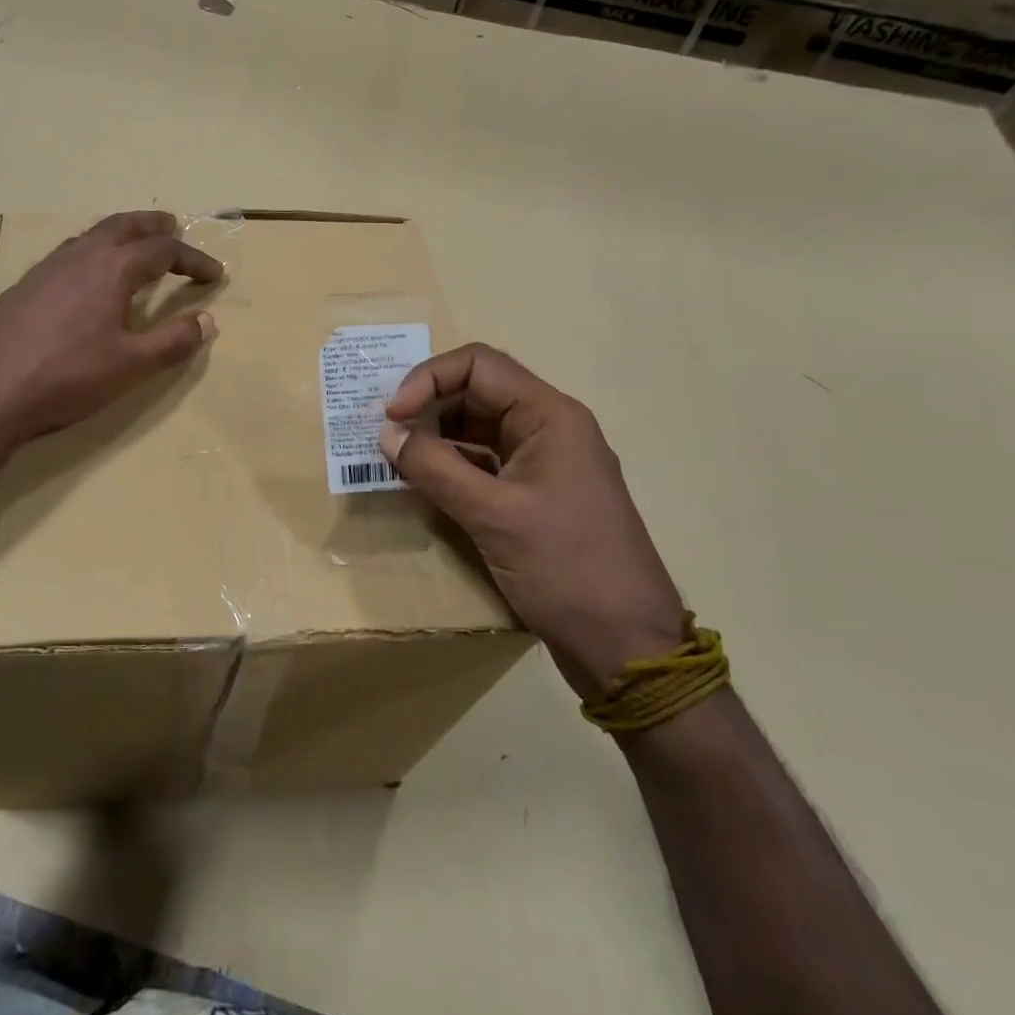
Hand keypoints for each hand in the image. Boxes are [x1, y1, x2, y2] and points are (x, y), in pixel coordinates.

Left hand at [0, 211, 221, 447]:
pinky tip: (84, 277)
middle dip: (153, 225)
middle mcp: (79, 256)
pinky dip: (89, 252)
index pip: (163, 251)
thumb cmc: (70, 378)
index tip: (214, 274)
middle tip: (173, 226)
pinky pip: (65, 254)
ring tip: (133, 246)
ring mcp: (46, 269)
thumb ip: (174, 341)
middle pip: (123, 226)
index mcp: (111, 269)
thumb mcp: (133, 365)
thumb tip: (208, 321)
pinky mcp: (23, 287)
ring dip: (118, 234)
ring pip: (90, 236)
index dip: (193, 260)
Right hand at [380, 344, 684, 700]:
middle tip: (385, 433)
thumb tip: (386, 433)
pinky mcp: (534, 495)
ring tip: (394, 456)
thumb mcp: (493, 515)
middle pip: (477, 391)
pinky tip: (422, 482)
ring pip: (478, 428)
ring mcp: (543, 462)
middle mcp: (548, 428)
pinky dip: (451, 466)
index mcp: (549, 416)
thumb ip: (435, 468)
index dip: (429, 379)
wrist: (629, 649)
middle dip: (428, 405)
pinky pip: (485, 462)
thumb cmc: (567, 569)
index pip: (479, 365)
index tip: (392, 415)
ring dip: (436, 437)